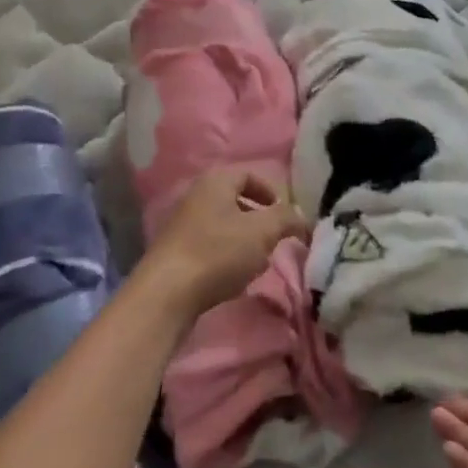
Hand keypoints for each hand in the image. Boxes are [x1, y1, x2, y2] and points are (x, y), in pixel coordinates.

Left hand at [137, 166, 309, 324]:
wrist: (166, 293)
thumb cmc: (217, 252)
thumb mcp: (261, 232)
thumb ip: (285, 219)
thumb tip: (300, 216)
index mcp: (216, 181)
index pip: (249, 174)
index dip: (271, 191)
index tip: (284, 215)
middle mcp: (197, 195)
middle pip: (236, 200)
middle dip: (259, 219)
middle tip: (274, 240)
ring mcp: (183, 224)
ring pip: (224, 225)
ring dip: (245, 241)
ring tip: (257, 262)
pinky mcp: (177, 252)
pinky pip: (210, 245)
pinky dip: (226, 256)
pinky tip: (233, 277)